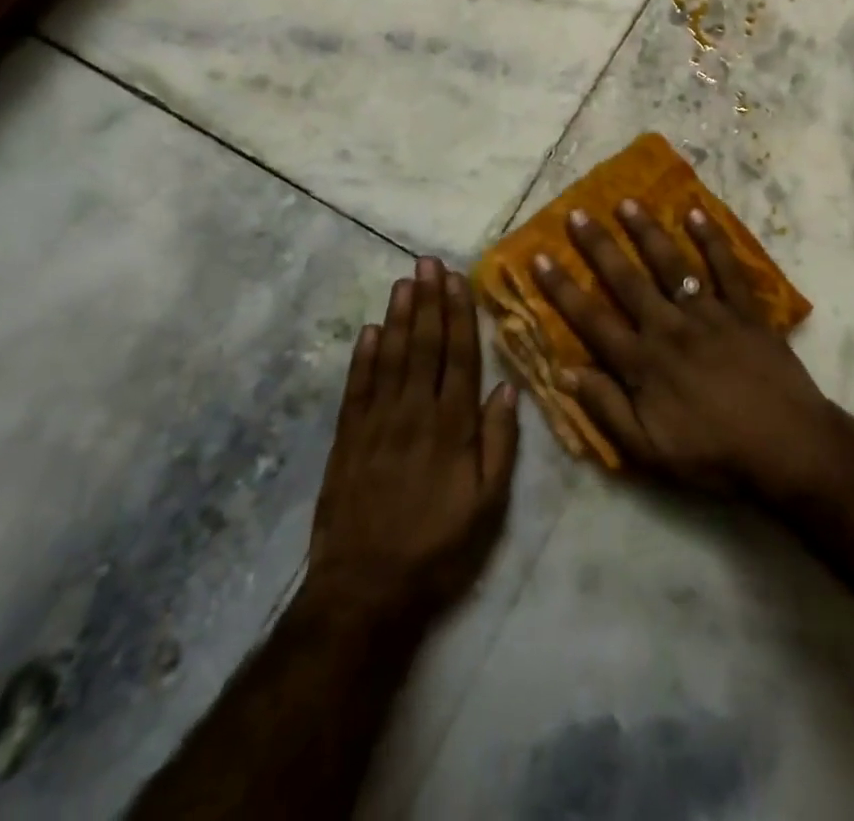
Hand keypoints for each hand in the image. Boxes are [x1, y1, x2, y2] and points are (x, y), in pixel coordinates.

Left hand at [305, 259, 518, 629]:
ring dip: (398, 317)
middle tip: (427, 262)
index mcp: (453, 426)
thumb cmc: (438, 548)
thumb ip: (499, 442)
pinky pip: (357, 387)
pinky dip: (362, 357)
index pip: (459, 356)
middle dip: (428, 301)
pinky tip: (368, 331)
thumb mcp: (488, 505)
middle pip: (423, 346)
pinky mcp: (347, 440)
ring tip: (404, 282)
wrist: (365, 591)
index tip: (457, 280)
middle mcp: (415, 413)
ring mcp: (376, 424)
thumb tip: (507, 387)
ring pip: (390, 358)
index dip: (458, 315)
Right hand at [531, 201, 840, 498]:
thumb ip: (607, 410)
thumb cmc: (715, 455)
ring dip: (648, 232)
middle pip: (627, 280)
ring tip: (627, 202)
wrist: (788, 448)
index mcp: (643, 363)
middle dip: (599, 246)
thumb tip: (566, 374)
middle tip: (577, 214)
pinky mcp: (745, 310)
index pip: (592, 319)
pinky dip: (712, 239)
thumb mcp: (650, 451)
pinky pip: (726, 267)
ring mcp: (710, 314)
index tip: (539, 257)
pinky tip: (696, 213)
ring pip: (672, 265)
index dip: (562, 289)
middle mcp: (670, 328)